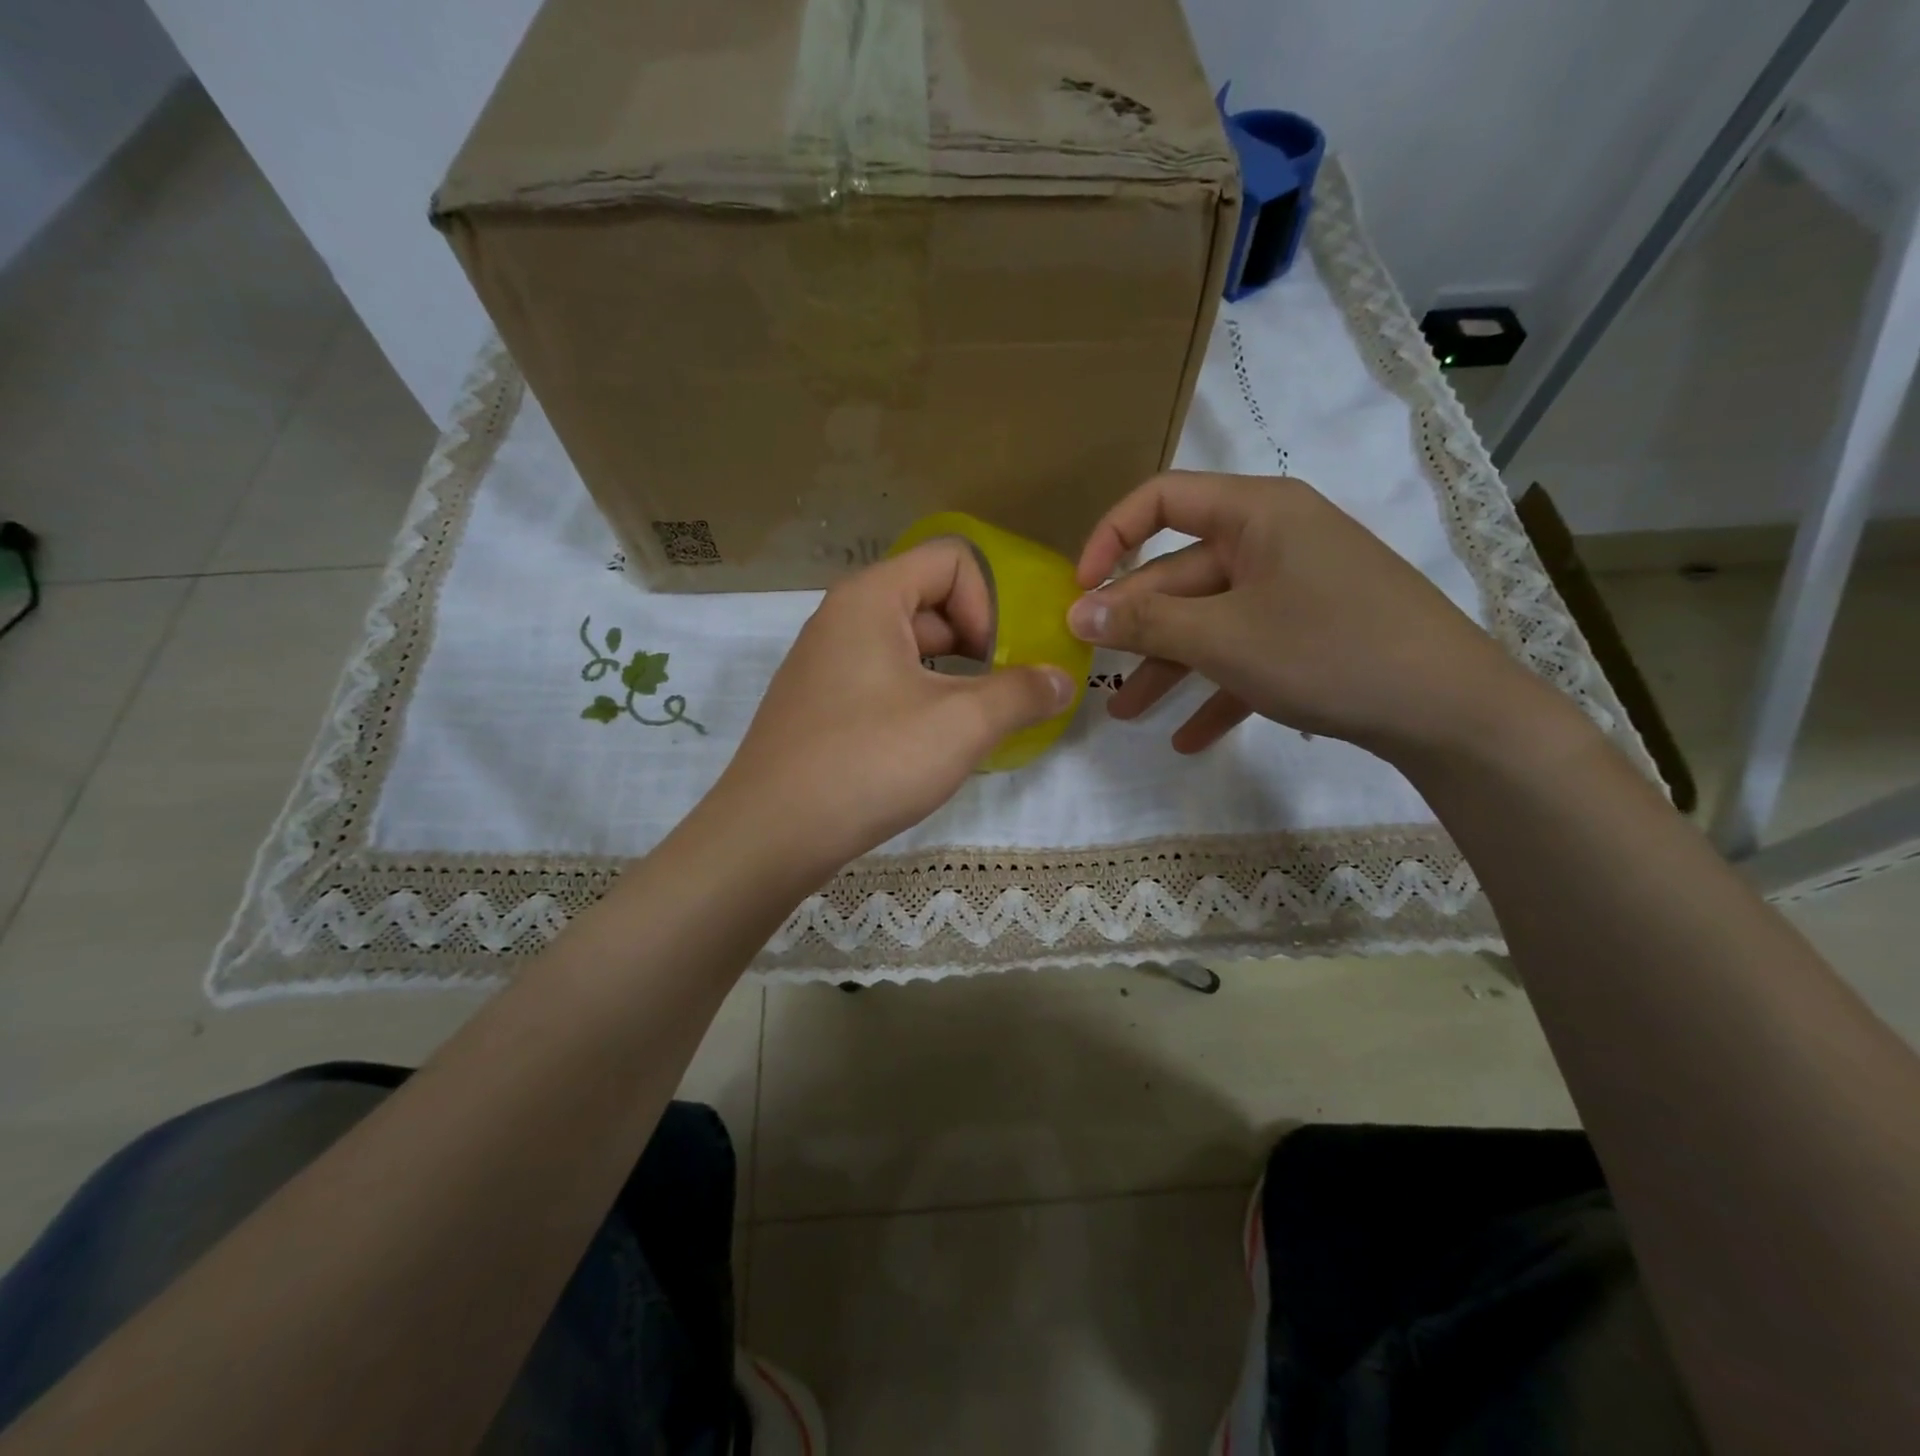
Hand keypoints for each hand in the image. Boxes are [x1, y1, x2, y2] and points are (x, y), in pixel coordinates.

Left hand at [710, 540, 1075, 877]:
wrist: (771, 834)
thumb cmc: (869, 762)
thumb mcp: (961, 725)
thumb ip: (1021, 694)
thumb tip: (1062, 681)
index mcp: (871, 598)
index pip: (952, 560)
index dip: (989, 604)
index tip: (997, 662)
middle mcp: (842, 617)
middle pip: (931, 601)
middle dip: (978, 643)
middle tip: (999, 696)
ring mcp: (826, 663)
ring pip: (909, 647)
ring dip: (952, 678)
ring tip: (971, 726)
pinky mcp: (821, 705)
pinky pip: (884, 681)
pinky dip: (919, 700)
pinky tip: (930, 747)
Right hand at [1069, 471, 1545, 759]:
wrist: (1452, 711)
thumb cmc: (1329, 650)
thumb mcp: (1224, 638)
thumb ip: (1145, 624)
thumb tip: (1077, 614)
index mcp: (1257, 514)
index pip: (1163, 498)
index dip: (1111, 536)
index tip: (1081, 590)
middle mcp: (1275, 540)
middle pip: (1183, 574)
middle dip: (1137, 628)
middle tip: (1093, 671)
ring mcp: (1296, 588)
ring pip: (1212, 621)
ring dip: (1169, 667)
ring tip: (1127, 715)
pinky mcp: (1314, 633)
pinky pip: (1250, 654)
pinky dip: (1218, 690)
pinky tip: (1189, 739)